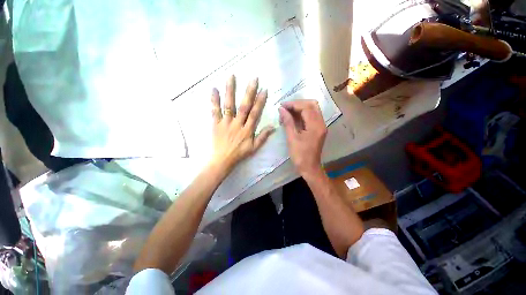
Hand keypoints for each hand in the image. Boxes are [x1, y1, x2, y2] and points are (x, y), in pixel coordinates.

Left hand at [210, 75, 274, 171]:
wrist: (222, 160)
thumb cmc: (239, 153)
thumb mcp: (254, 148)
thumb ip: (263, 137)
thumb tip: (273, 126)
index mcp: (247, 130)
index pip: (255, 113)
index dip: (260, 102)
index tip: (264, 89)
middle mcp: (237, 124)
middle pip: (244, 106)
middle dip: (249, 92)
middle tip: (253, 78)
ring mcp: (225, 123)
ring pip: (229, 105)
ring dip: (230, 91)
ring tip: (232, 76)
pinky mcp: (216, 124)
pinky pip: (214, 111)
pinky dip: (214, 100)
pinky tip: (213, 89)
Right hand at [279, 100, 326, 176]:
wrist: (310, 168)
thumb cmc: (300, 155)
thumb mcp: (292, 138)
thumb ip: (288, 122)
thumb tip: (281, 109)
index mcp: (315, 126)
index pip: (306, 107)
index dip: (293, 104)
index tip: (282, 106)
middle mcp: (321, 123)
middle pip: (312, 104)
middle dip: (297, 104)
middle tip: (285, 108)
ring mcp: (321, 126)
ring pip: (312, 109)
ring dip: (299, 108)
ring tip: (287, 112)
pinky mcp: (318, 129)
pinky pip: (311, 116)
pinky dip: (302, 114)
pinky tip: (293, 118)